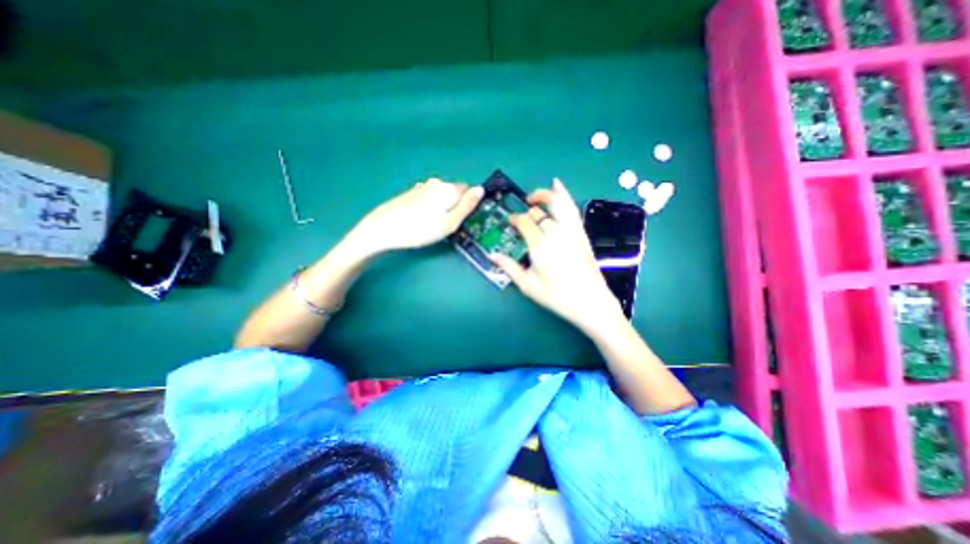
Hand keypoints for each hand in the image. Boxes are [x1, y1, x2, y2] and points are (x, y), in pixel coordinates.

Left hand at [350, 178, 483, 255]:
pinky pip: (429, 198)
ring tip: (431, 225)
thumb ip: (467, 206)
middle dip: (454, 206)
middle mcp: (436, 183)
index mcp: (447, 188)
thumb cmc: (420, 229)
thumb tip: (481, 189)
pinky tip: (421, 220)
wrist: (383, 229)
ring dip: (442, 207)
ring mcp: (421, 187)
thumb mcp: (449, 223)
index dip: (467, 206)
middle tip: (445, 226)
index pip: (468, 191)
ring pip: (441, 196)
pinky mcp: (411, 193)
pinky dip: (430, 207)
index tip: (460, 220)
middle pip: (454, 193)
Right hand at [488, 180, 624, 332]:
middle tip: (519, 215)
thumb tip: (493, 255)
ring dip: (544, 194)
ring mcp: (571, 230)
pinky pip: (572, 207)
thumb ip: (509, 268)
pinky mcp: (581, 233)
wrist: (591, 302)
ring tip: (533, 196)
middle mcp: (555, 232)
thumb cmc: (557, 297)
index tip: (509, 222)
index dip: (514, 219)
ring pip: (557, 202)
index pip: (524, 222)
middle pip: (537, 213)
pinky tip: (558, 185)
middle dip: (526, 211)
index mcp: (540, 245)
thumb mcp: (528, 286)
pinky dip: (564, 194)